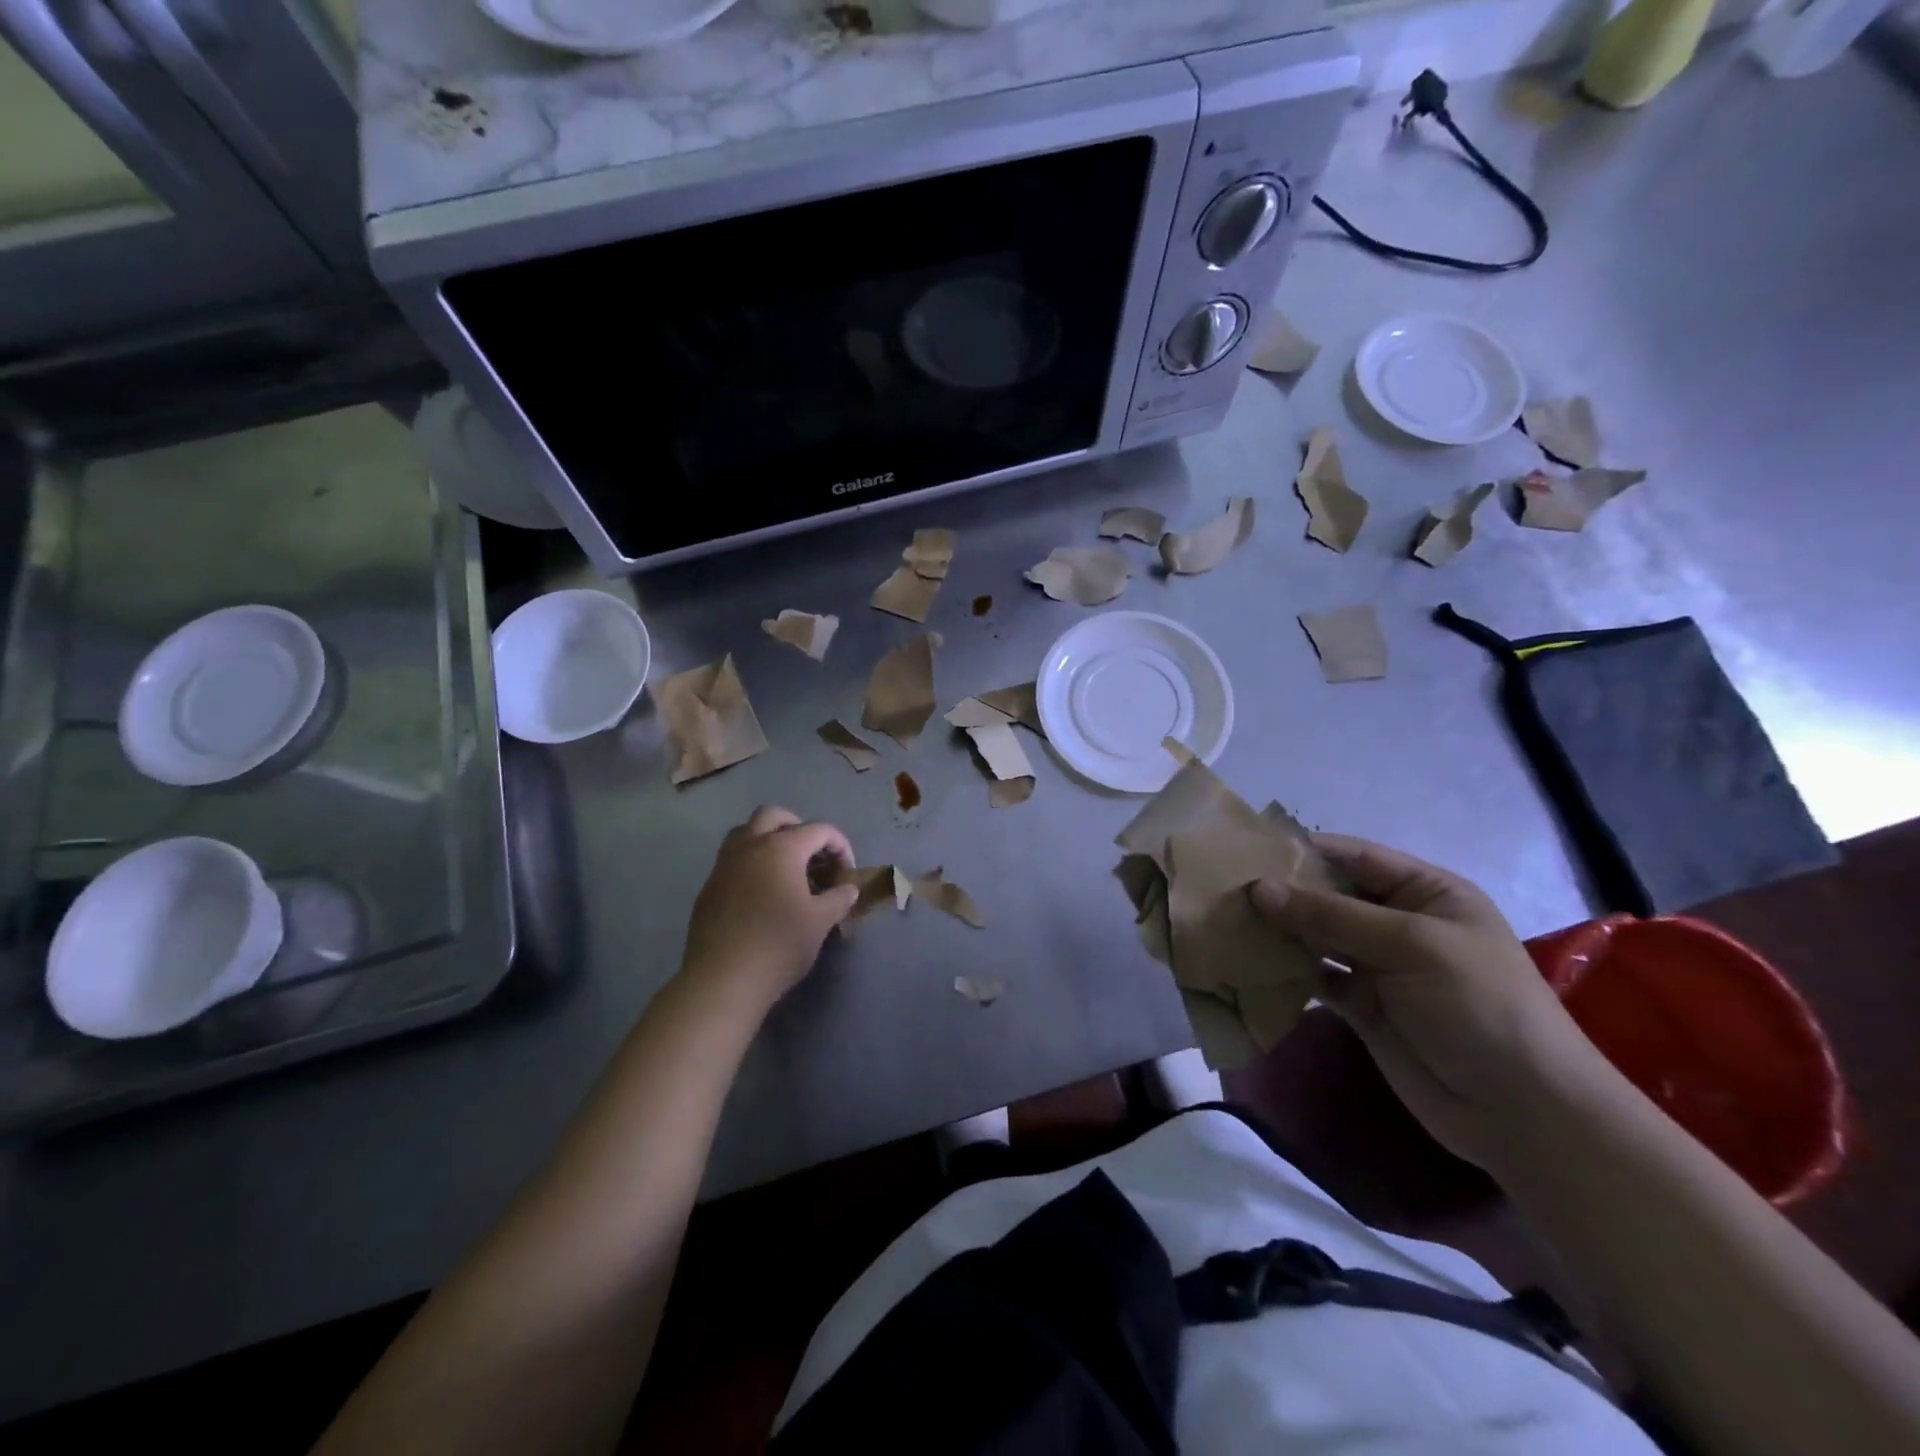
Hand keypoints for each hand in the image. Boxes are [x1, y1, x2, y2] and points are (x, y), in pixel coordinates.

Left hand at [680, 807, 859, 1011]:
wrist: (723, 979)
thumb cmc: (779, 944)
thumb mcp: (821, 921)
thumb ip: (839, 898)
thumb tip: (848, 888)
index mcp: (781, 848)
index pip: (818, 829)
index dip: (840, 845)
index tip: (847, 871)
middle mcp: (750, 846)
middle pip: (774, 816)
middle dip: (798, 827)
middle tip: (812, 854)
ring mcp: (724, 865)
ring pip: (746, 832)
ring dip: (768, 839)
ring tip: (786, 868)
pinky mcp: (709, 887)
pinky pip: (732, 860)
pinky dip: (751, 863)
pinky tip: (761, 893)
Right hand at [1251, 834, 1613, 1167]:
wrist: (1521, 1111)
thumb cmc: (1478, 1005)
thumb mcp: (1410, 945)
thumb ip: (1332, 916)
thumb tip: (1258, 889)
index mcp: (1426, 892)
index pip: (1356, 856)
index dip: (1305, 849)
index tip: (1248, 846)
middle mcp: (1399, 922)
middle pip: (1331, 895)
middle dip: (1284, 890)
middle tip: (1224, 885)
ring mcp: (1379, 966)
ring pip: (1317, 935)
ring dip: (1279, 929)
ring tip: (1226, 918)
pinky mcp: (1362, 1005)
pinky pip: (1315, 976)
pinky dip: (1286, 969)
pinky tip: (1248, 962)